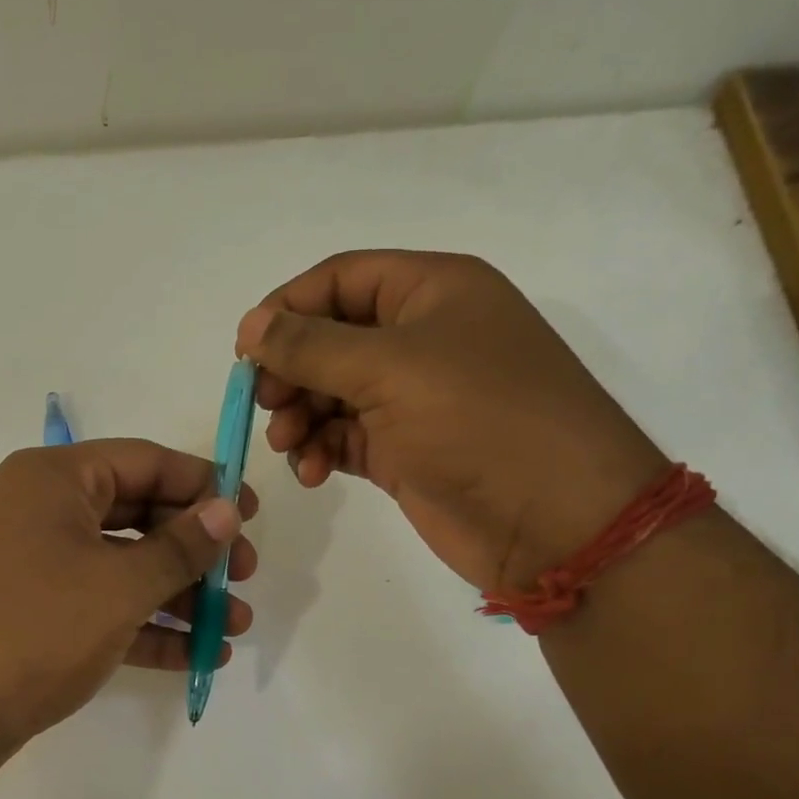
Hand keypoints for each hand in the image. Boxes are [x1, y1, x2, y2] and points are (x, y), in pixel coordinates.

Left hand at [0, 439, 256, 779]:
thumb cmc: (31, 629)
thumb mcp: (118, 585)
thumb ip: (179, 546)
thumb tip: (226, 510)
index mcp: (51, 480)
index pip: (143, 462)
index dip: (203, 485)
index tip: (249, 516)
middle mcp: (37, 513)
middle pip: (135, 516)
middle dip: (194, 551)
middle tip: (243, 579)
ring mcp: (29, 569)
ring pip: (119, 570)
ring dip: (178, 597)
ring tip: (233, 628)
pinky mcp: (28, 620)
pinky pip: (97, 611)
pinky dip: (143, 629)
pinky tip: (196, 656)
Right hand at [237, 250, 664, 590]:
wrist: (553, 518)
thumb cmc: (478, 420)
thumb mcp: (389, 368)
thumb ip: (310, 346)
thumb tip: (249, 325)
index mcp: (431, 292)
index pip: (340, 280)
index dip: (287, 308)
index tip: (245, 351)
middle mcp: (421, 338)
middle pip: (330, 339)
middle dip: (290, 371)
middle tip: (262, 404)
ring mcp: (412, 399)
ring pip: (331, 393)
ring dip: (299, 416)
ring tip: (288, 444)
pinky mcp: (404, 451)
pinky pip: (344, 438)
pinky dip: (320, 450)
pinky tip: (311, 472)